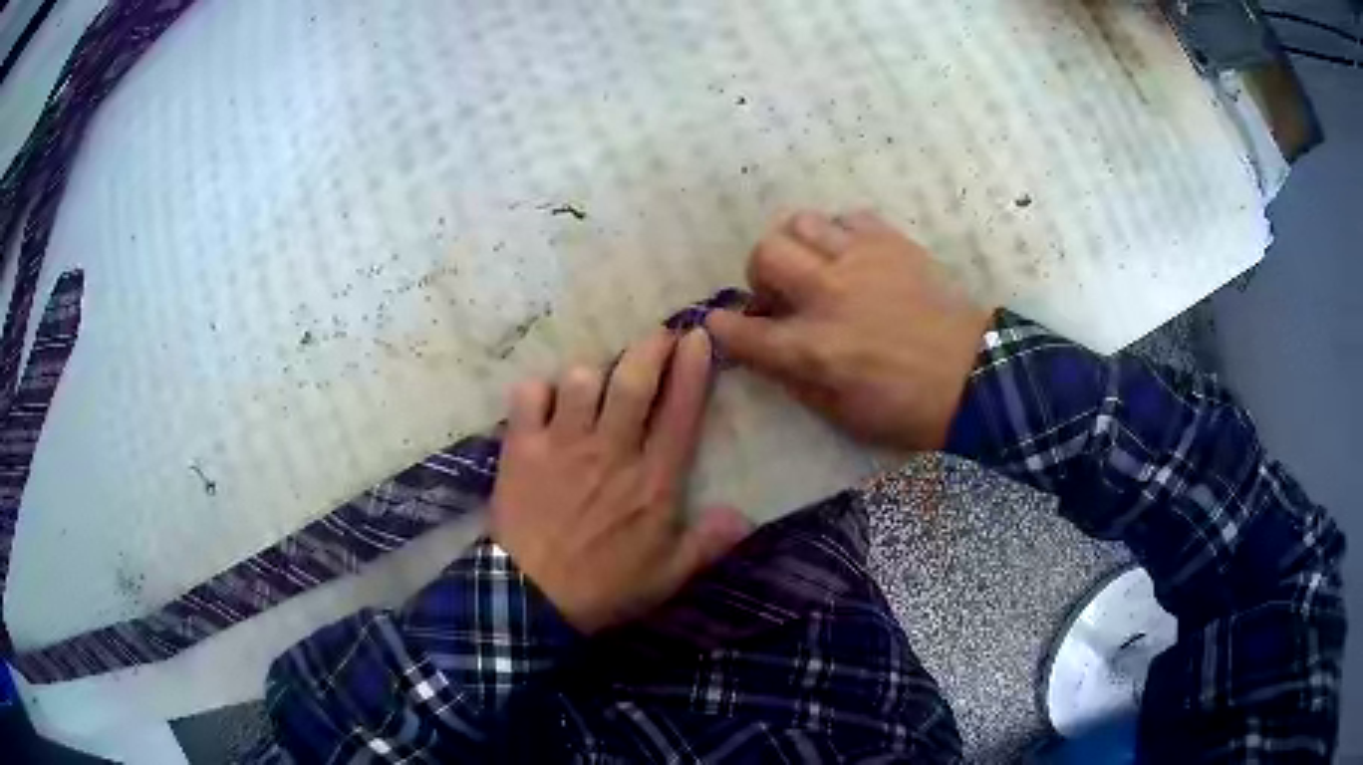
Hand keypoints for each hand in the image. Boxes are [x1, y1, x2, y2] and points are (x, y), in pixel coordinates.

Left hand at [489, 329, 749, 633]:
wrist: (532, 600)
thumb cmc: (605, 588)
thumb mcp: (667, 577)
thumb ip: (707, 544)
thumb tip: (744, 517)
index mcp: (653, 481)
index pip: (680, 411)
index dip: (692, 368)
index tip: (696, 336)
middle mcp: (611, 451)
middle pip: (634, 379)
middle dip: (651, 347)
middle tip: (657, 337)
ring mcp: (563, 445)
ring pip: (581, 378)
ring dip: (591, 373)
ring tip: (592, 383)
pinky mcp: (522, 449)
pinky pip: (529, 395)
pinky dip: (537, 392)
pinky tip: (543, 404)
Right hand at [706, 210, 993, 451]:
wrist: (974, 377)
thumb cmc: (906, 408)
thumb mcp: (841, 414)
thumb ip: (795, 380)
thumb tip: (765, 352)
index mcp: (814, 349)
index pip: (744, 330)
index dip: (724, 327)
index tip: (720, 323)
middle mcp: (828, 295)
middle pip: (764, 254)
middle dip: (759, 275)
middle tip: (779, 294)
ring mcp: (861, 261)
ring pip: (801, 222)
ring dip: (797, 245)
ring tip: (814, 267)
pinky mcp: (892, 243)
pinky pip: (849, 217)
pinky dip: (841, 234)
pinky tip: (853, 256)